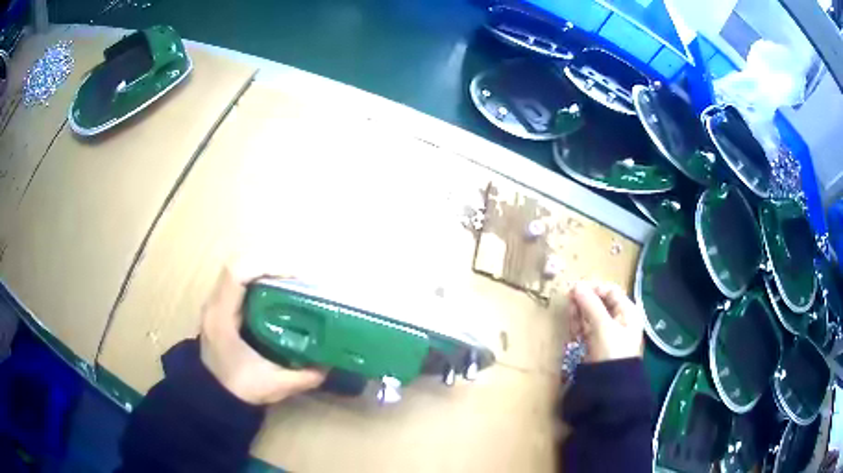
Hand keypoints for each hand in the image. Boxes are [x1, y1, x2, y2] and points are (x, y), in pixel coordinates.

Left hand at [199, 266, 325, 404]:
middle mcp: (214, 303)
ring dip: (265, 268)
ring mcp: (214, 302)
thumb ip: (304, 377)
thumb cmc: (240, 389)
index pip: (236, 273)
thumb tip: (329, 363)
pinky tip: (277, 291)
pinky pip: (238, 279)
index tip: (295, 276)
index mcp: (222, 318)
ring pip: (238, 268)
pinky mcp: (219, 306)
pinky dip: (259, 277)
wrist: (214, 395)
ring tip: (291, 281)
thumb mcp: (275, 386)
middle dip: (270, 264)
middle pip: (238, 263)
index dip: (266, 266)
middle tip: (299, 278)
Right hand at [569, 281, 643, 362]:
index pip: (611, 292)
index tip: (575, 289)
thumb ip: (590, 304)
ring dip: (580, 315)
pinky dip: (579, 328)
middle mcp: (620, 321)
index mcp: (628, 312)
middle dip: (585, 302)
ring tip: (570, 318)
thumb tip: (576, 285)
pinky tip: (573, 331)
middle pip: (600, 304)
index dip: (594, 288)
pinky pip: (587, 331)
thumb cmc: (612, 351)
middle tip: (569, 302)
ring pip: (591, 317)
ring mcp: (608, 334)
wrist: (611, 386)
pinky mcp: (597, 346)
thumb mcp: (602, 326)